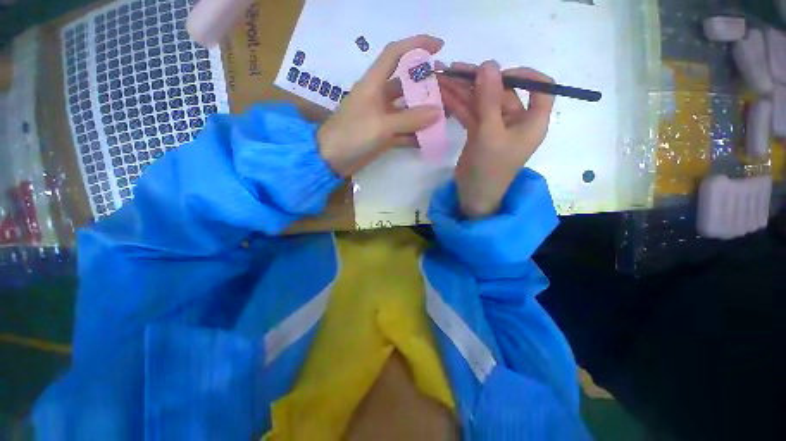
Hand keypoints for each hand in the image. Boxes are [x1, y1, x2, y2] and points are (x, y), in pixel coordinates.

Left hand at [318, 35, 444, 176]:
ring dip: (423, 112)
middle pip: (406, 84)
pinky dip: (415, 135)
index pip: (395, 54)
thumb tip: (438, 112)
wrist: (332, 159)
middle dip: (426, 84)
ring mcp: (382, 117)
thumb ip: (410, 119)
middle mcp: (379, 97)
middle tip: (447, 89)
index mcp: (374, 84)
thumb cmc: (352, 135)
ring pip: (406, 110)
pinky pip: (403, 131)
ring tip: (444, 114)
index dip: (416, 45)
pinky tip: (429, 139)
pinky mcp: (383, 135)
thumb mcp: (381, 125)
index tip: (439, 46)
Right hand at [439, 61, 554, 217]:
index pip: (540, 87)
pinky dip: (459, 105)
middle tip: (454, 68)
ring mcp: (496, 127)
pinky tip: (444, 94)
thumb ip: (488, 99)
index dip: (522, 74)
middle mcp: (516, 121)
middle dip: (478, 80)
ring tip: (442, 76)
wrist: (473, 196)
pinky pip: (471, 113)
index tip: (498, 74)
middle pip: (502, 92)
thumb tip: (488, 63)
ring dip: (463, 90)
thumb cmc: (489, 169)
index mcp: (532, 121)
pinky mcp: (479, 133)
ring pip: (482, 102)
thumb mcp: (490, 134)